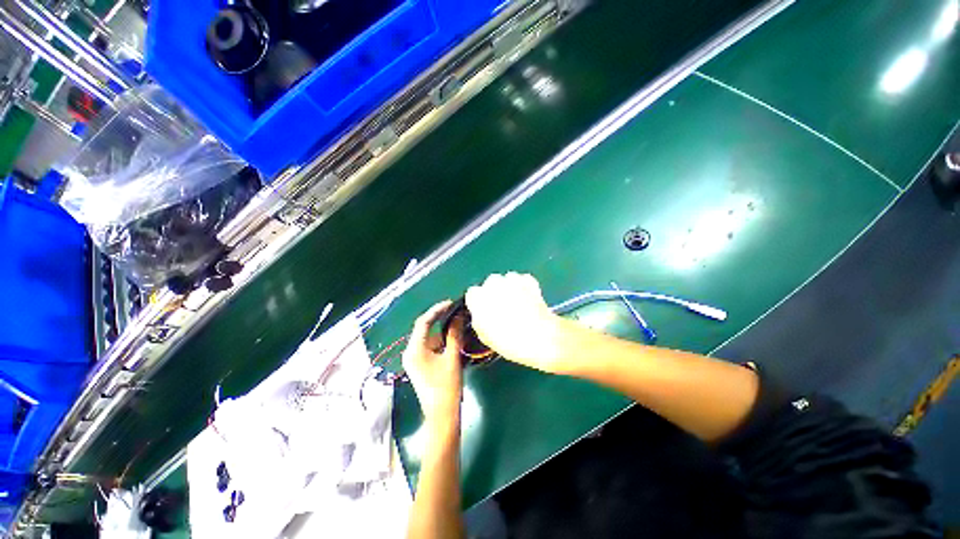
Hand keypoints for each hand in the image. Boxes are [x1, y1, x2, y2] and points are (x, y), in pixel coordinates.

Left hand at [402, 301, 464, 430]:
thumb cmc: (447, 387)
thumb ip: (454, 335)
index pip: (423, 322)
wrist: (441, 416)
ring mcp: (413, 359)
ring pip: (428, 337)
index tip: (451, 303)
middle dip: (440, 319)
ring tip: (457, 322)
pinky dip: (440, 340)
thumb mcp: (452, 358)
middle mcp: (410, 352)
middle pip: (424, 328)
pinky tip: (452, 338)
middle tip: (456, 311)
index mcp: (414, 350)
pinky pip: (429, 346)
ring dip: (442, 330)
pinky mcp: (419, 365)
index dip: (437, 310)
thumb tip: (458, 316)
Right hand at [465, 273, 571, 373]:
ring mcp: (511, 279)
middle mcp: (492, 283)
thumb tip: (480, 314)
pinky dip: (524, 288)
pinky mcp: (528, 279)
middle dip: (495, 294)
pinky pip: (522, 281)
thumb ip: (478, 319)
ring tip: (518, 305)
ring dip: (510, 289)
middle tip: (503, 309)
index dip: (479, 303)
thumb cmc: (508, 340)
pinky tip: (528, 300)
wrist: (540, 337)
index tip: (485, 312)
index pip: (472, 294)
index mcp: (477, 297)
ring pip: (507, 280)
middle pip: (490, 284)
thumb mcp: (484, 336)